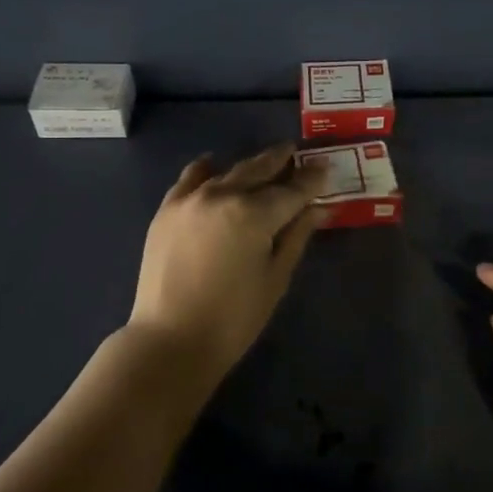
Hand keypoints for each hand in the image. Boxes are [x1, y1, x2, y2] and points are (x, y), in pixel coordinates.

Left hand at [127, 145, 320, 387]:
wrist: (170, 340)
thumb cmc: (234, 318)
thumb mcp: (275, 278)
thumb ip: (296, 236)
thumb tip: (318, 208)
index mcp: (253, 214)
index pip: (291, 190)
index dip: (311, 179)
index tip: (325, 166)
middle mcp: (222, 195)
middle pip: (258, 170)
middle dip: (280, 160)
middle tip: (296, 151)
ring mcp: (190, 199)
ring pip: (227, 171)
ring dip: (249, 165)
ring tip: (265, 161)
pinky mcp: (167, 210)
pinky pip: (190, 178)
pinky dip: (206, 169)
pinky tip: (213, 166)